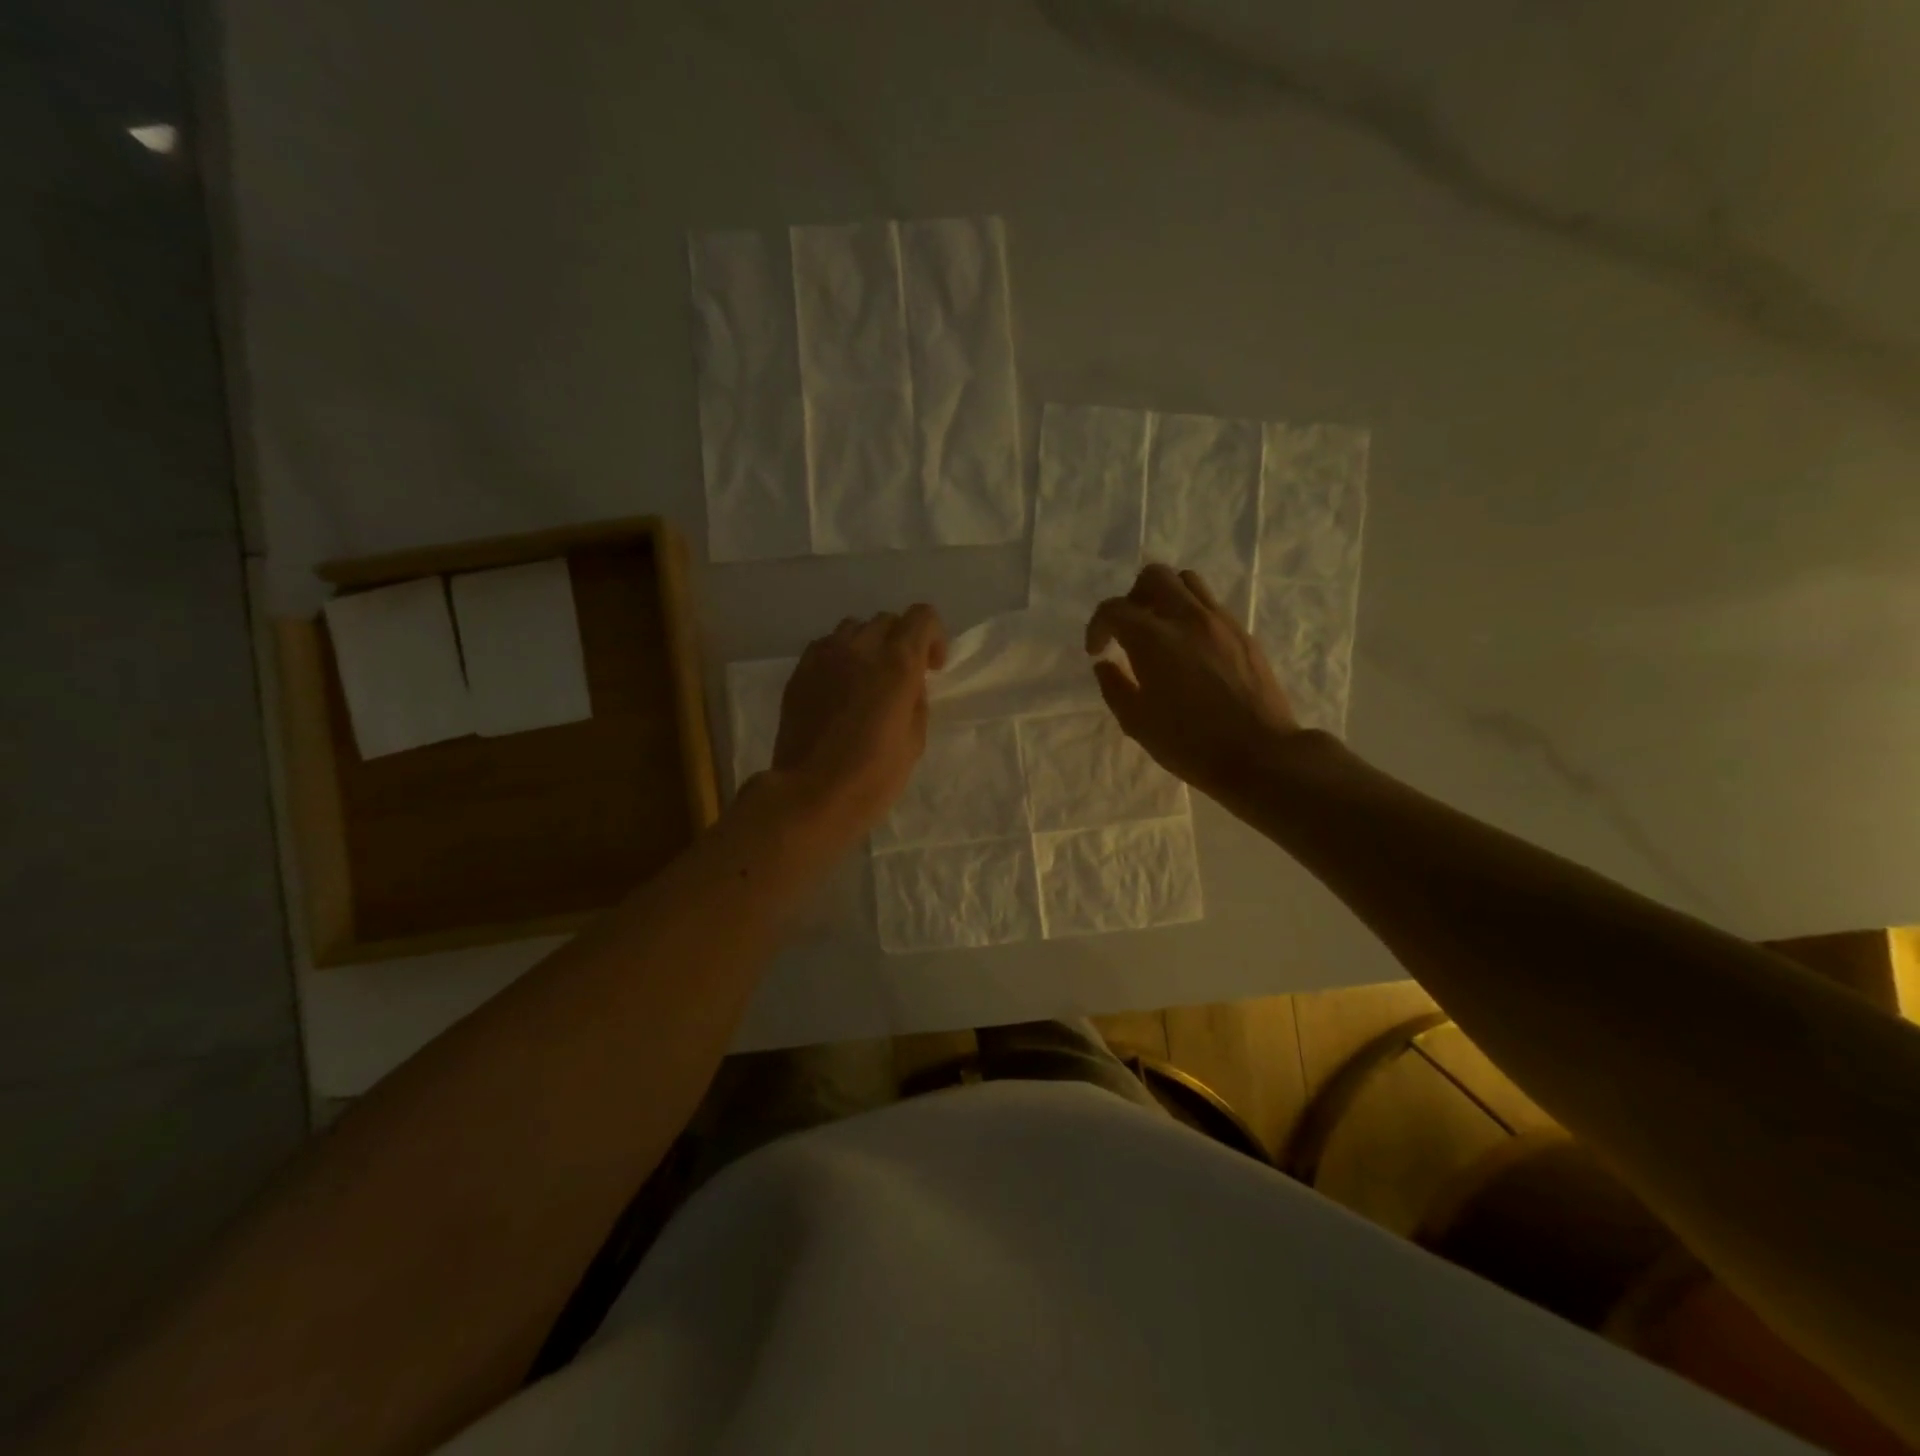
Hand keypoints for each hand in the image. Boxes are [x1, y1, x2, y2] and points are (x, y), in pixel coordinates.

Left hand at [772, 604, 947, 836]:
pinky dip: (839, 657)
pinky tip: (838, 688)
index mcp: (897, 664)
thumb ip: (916, 700)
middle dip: (900, 641)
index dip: (933, 637)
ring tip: (867, 678)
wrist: (811, 795)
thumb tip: (908, 685)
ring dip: (868, 645)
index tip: (932, 668)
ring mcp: (824, 656)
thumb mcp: (914, 741)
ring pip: (853, 628)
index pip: (921, 617)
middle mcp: (860, 648)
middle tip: (901, 676)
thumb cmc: (872, 776)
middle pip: (886, 620)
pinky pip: (825, 647)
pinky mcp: (799, 672)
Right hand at [1087, 565, 1301, 804]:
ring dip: (1166, 597)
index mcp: (1153, 639)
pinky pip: (1211, 606)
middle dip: (1133, 597)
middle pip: (1154, 577)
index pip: (1114, 609)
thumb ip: (1114, 687)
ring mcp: (1221, 622)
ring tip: (1160, 631)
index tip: (1097, 651)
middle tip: (1129, 628)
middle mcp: (1187, 618)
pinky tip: (1190, 649)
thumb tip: (1105, 665)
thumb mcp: (1137, 722)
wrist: (1259, 755)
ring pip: (1188, 583)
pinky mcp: (1243, 634)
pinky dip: (1192, 615)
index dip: (1097, 626)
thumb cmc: (1189, 744)